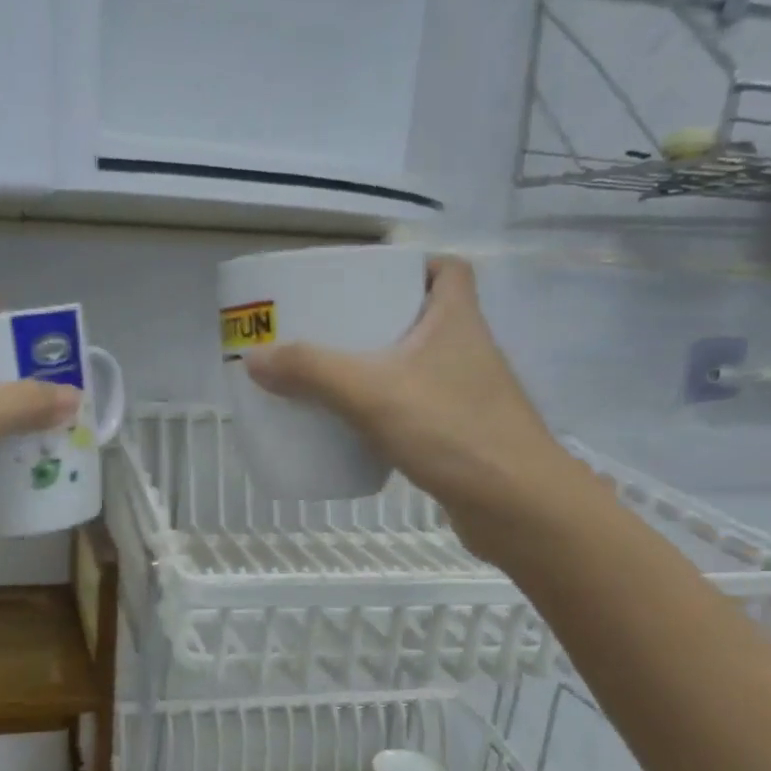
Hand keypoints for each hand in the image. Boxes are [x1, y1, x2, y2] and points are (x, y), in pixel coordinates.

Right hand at [243, 258, 578, 559]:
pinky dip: (390, 409)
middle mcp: (468, 350)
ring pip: (420, 365)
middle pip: (425, 316)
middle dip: (380, 318)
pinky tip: (358, 425)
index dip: (414, 264)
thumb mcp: (370, 392)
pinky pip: (418, 407)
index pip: (448, 270)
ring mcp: (468, 395)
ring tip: (334, 374)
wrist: (516, 505)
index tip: (371, 278)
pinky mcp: (462, 434)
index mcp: (457, 320)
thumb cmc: (451, 430)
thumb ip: (311, 372)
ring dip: (383, 365)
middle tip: (333, 328)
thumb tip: (254, 358)